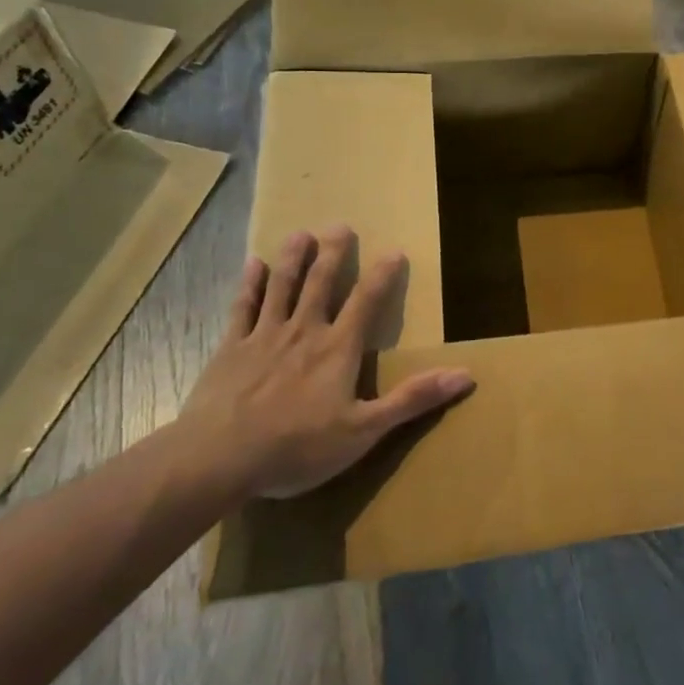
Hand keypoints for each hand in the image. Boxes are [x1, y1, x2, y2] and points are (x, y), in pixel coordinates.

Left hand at [177, 228, 473, 502]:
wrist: (217, 459)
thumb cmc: (296, 447)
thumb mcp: (364, 431)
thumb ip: (412, 399)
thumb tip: (466, 375)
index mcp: (338, 348)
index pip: (368, 301)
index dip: (383, 275)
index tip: (394, 250)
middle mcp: (304, 330)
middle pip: (321, 283)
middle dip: (333, 253)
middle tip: (340, 226)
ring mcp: (264, 336)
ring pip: (282, 286)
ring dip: (293, 258)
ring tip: (300, 233)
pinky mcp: (230, 348)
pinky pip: (242, 308)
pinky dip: (249, 285)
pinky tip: (251, 265)